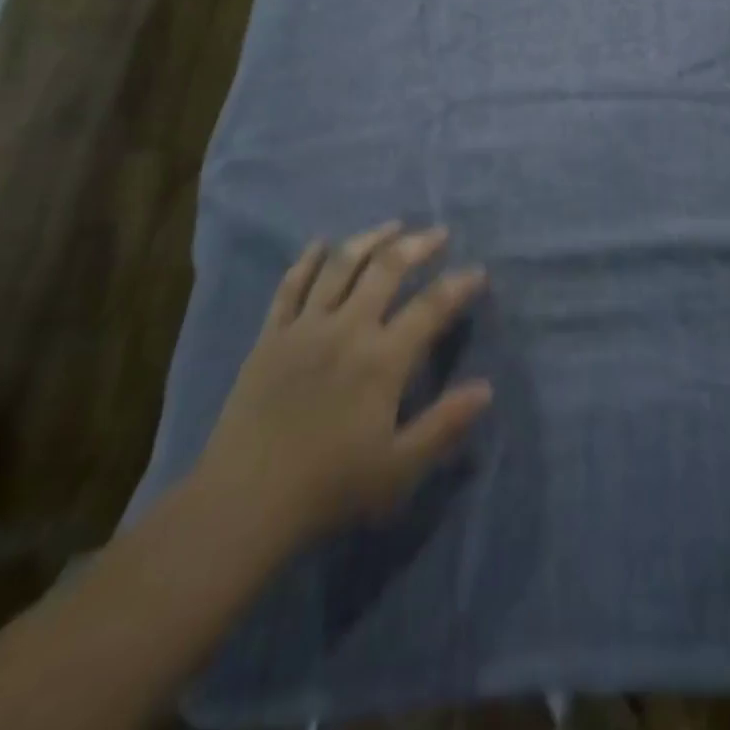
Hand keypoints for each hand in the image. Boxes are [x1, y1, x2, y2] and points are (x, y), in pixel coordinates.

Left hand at [191, 224, 491, 558]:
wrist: (243, 503)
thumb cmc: (329, 488)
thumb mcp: (399, 467)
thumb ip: (445, 424)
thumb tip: (486, 387)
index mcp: (382, 359)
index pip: (431, 307)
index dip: (459, 284)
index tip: (477, 270)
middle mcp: (347, 329)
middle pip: (387, 268)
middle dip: (417, 245)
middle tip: (438, 233)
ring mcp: (305, 327)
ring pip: (340, 265)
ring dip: (369, 239)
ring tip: (392, 226)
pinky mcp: (271, 336)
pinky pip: (290, 286)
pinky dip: (307, 260)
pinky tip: (320, 244)